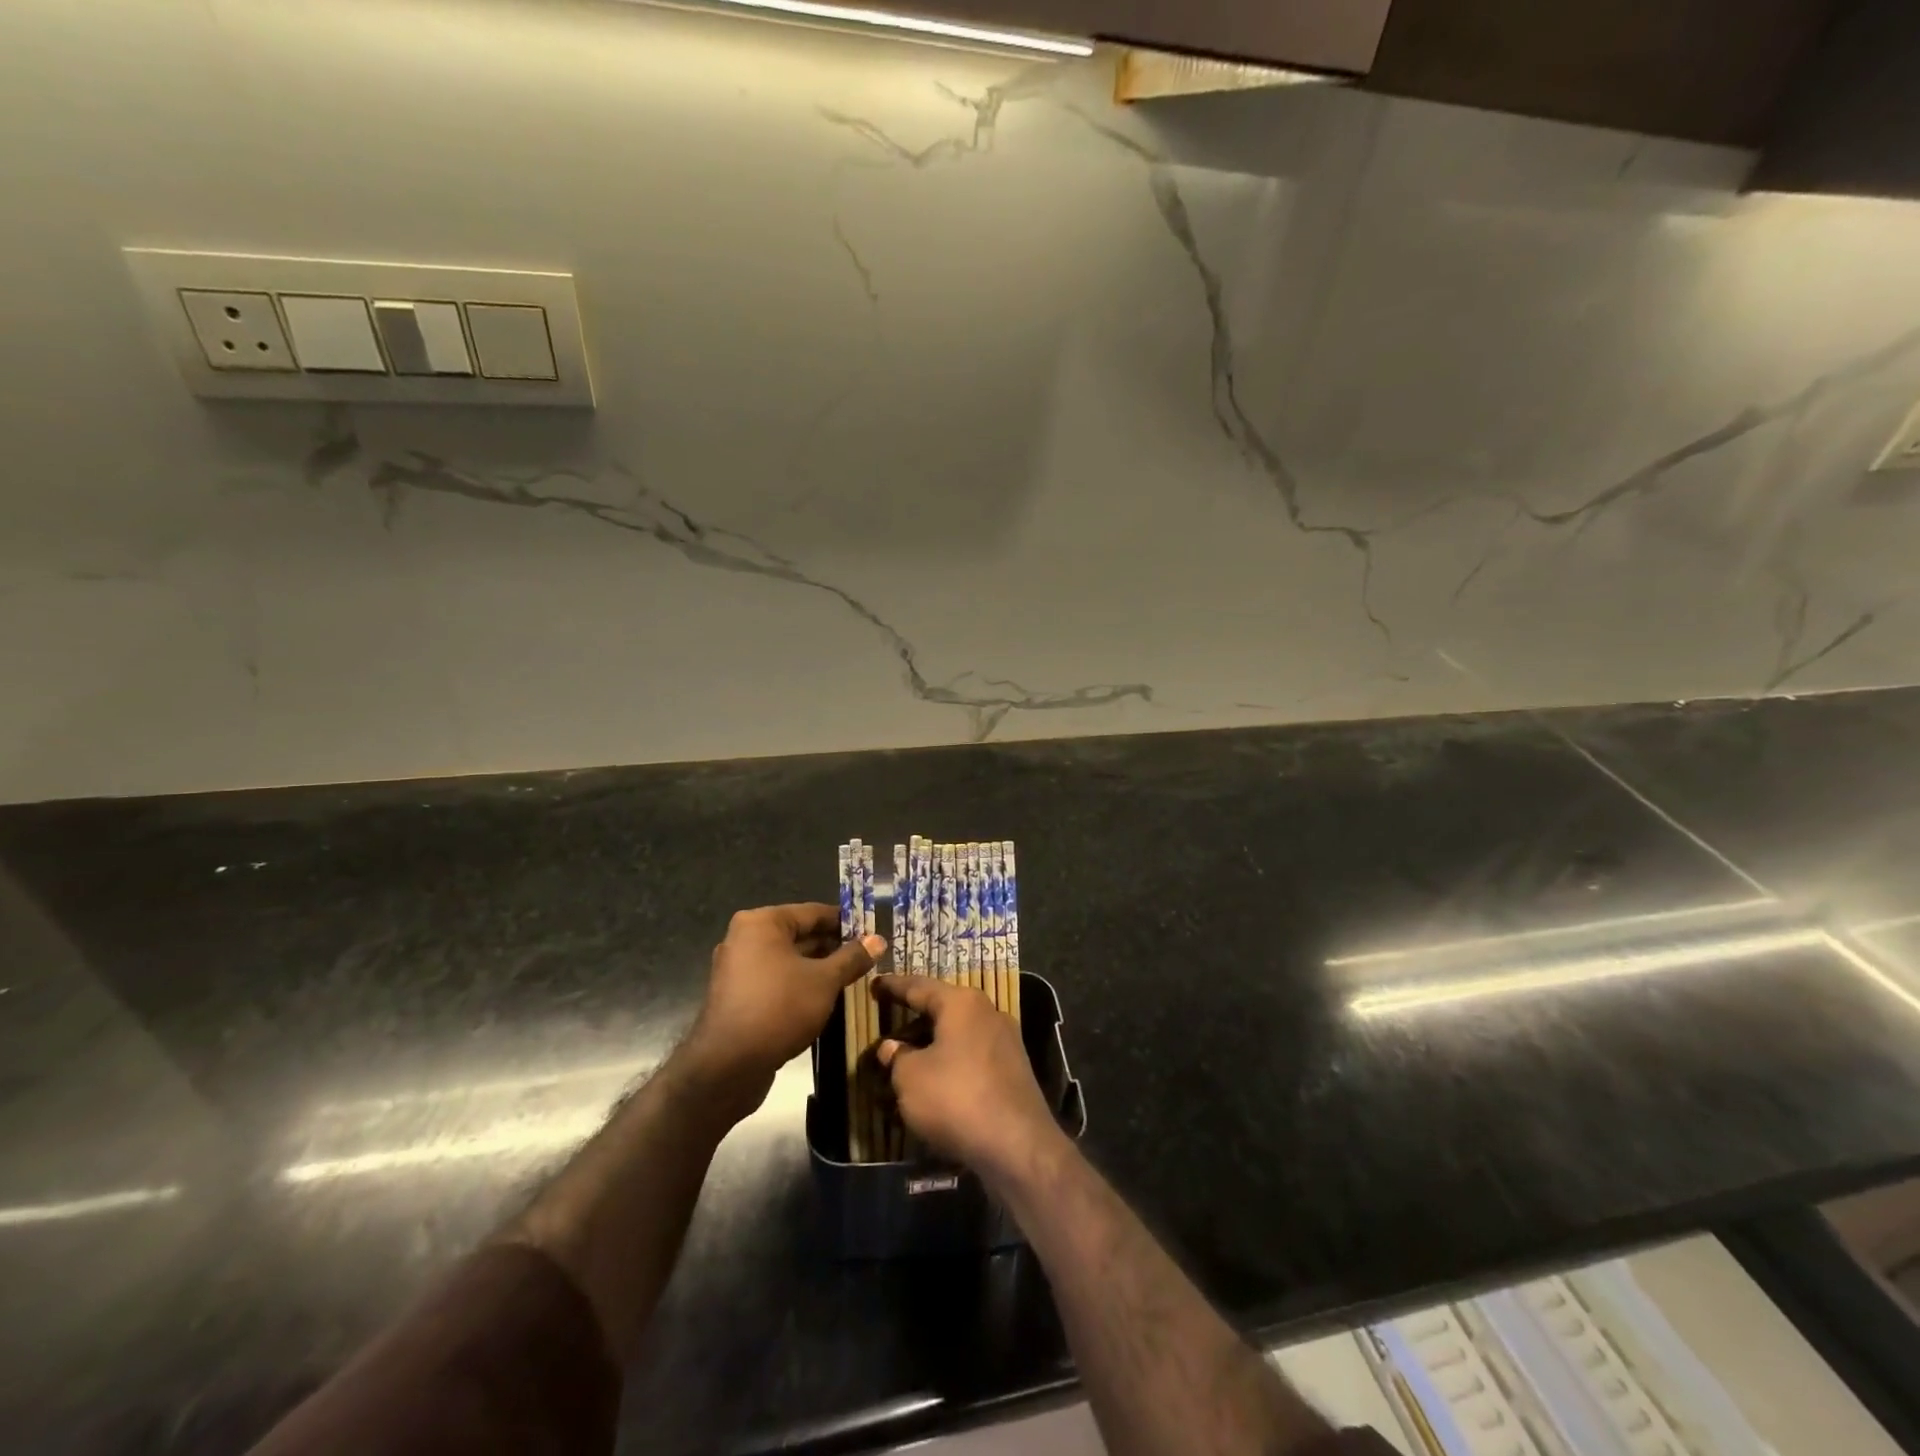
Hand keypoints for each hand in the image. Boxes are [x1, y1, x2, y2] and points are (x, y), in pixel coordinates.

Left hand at [683, 904, 881, 1116]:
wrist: (727, 1067)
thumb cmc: (779, 1008)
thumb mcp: (825, 981)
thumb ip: (852, 958)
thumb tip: (878, 940)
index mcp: (762, 923)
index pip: (814, 912)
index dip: (846, 922)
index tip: (873, 932)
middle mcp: (744, 938)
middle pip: (799, 935)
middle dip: (833, 947)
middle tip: (867, 958)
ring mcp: (737, 969)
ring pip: (788, 961)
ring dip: (818, 969)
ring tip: (852, 979)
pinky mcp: (737, 997)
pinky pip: (776, 981)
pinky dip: (799, 985)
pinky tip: (825, 999)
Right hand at [875, 974, 1064, 1184]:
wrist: (1019, 1146)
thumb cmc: (957, 1099)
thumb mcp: (911, 1079)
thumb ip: (897, 1058)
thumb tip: (892, 1047)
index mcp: (961, 1003)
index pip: (919, 986)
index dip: (893, 986)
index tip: (874, 984)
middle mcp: (987, 1012)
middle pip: (942, 1009)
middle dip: (914, 1019)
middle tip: (888, 1025)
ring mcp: (1005, 1041)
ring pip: (958, 1034)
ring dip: (932, 1045)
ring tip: (906, 1059)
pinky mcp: (1014, 1070)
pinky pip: (972, 1056)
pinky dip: (950, 1063)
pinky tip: (936, 1082)